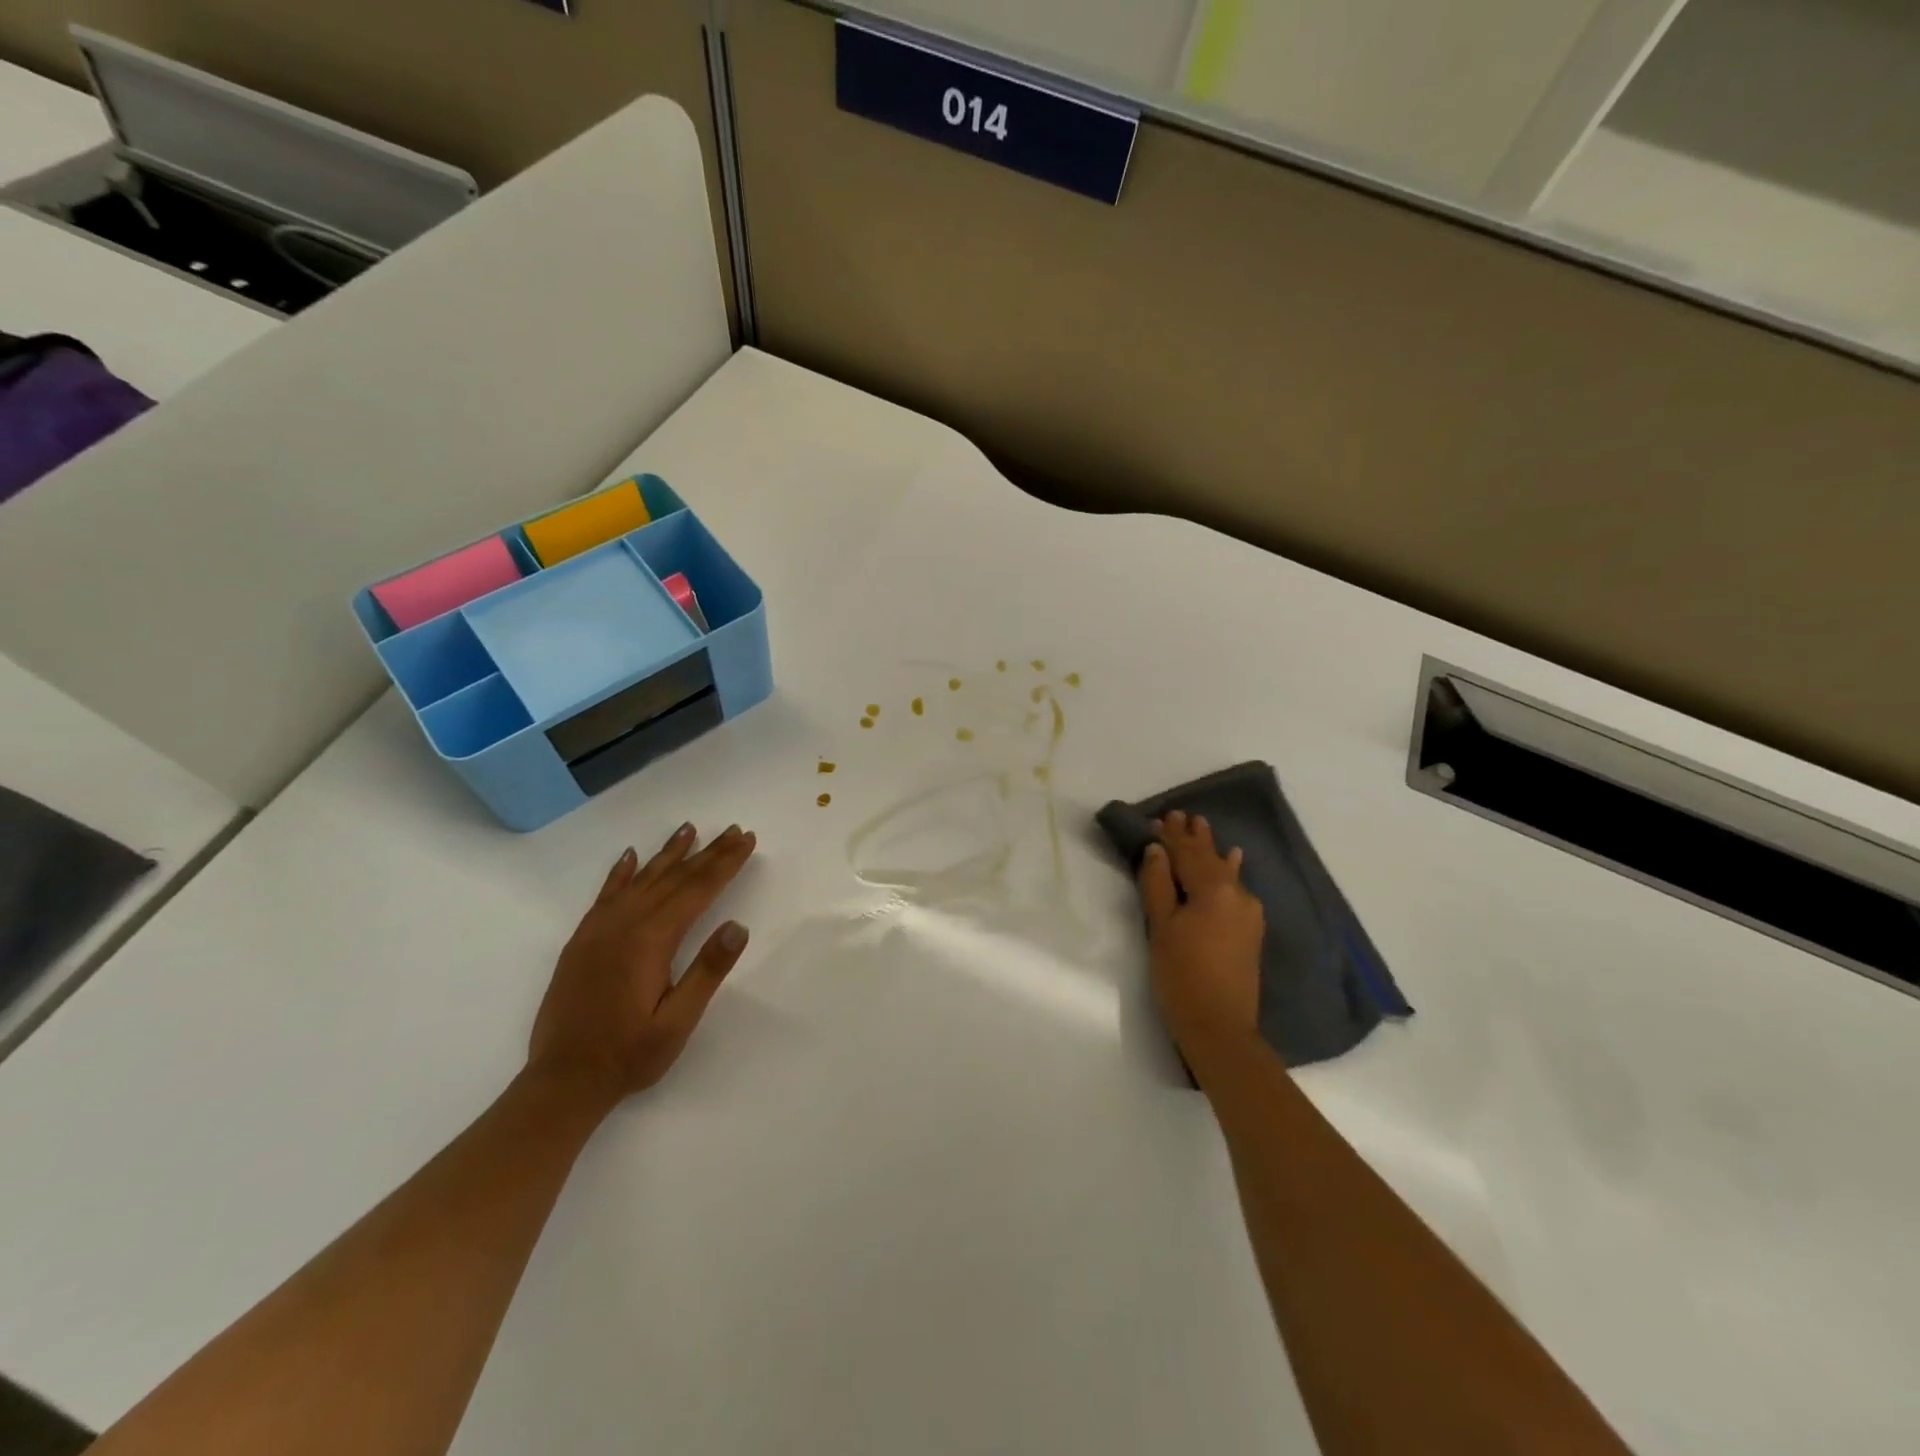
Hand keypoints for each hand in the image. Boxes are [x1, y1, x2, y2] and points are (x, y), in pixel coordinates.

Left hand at [528, 823, 757, 1111]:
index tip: (746, 839)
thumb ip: (708, 971)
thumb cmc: (629, 1054)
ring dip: (668, 854)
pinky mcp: (582, 941)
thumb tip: (738, 926)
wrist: (562, 1082)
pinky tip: (630, 856)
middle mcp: (624, 925)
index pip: (697, 890)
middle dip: (707, 852)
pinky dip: (621, 872)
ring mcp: (598, 931)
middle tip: (733, 830)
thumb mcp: (678, 1021)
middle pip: (673, 878)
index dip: (725, 863)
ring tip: (689, 829)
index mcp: (651, 941)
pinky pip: (605, 895)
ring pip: (641, 880)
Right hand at [1136, 810, 1265, 1074]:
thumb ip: (1158, 885)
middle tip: (1179, 815)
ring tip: (1202, 827)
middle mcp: (1237, 894)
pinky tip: (1233, 860)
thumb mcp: (1162, 928)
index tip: (1159, 817)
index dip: (1171, 836)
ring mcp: (1248, 913)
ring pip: (1225, 871)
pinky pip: (1237, 887)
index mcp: (1213, 890)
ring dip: (1210, 850)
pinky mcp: (1250, 930)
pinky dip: (1229, 870)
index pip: (1187, 853)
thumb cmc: (1182, 976)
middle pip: (1209, 858)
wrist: (1220, 1028)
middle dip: (1192, 838)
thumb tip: (1155, 850)